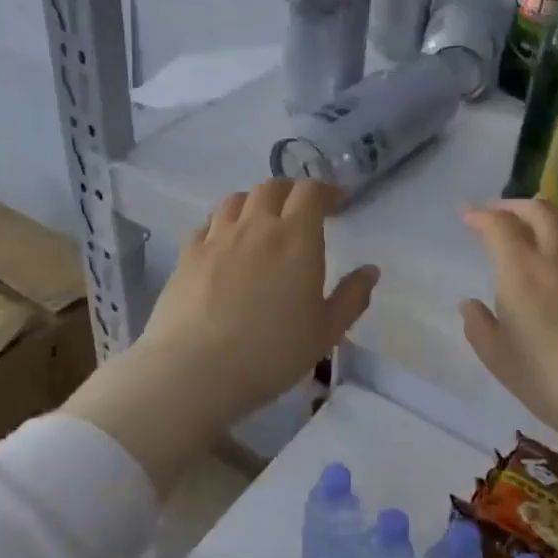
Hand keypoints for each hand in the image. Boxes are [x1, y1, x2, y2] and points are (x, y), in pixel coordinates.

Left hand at [65, 180, 377, 493]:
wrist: (194, 370)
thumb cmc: (270, 353)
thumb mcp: (325, 332)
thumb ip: (351, 298)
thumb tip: (370, 271)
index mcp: (296, 237)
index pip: (310, 192)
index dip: (326, 191)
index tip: (338, 201)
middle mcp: (256, 225)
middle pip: (272, 187)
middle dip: (291, 191)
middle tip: (302, 209)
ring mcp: (217, 237)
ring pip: (236, 199)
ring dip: (255, 201)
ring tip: (262, 220)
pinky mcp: (187, 254)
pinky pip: (208, 224)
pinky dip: (223, 223)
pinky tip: (225, 243)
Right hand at [460, 199, 557, 461]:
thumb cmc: (553, 380)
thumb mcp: (500, 360)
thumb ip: (479, 326)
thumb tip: (470, 304)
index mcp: (523, 269)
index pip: (499, 225)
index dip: (480, 215)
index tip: (468, 215)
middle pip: (538, 209)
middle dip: (513, 206)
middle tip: (498, 215)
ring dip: (543, 217)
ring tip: (532, 229)